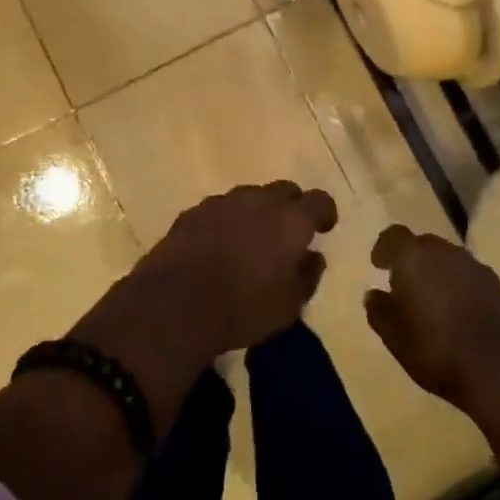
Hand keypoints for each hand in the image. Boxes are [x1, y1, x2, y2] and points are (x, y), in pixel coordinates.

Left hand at [88, 182, 338, 366]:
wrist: (176, 305)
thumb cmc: (244, 309)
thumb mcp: (289, 306)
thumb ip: (307, 276)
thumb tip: (313, 257)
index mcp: (291, 220)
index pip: (319, 201)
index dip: (324, 213)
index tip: (324, 228)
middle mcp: (259, 200)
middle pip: (283, 190)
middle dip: (290, 207)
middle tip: (287, 234)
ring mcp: (222, 202)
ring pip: (248, 197)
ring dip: (255, 213)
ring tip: (250, 241)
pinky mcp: (192, 213)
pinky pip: (218, 210)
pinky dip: (225, 222)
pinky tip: (218, 247)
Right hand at [365, 226, 499, 413]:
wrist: (499, 370)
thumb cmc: (435, 349)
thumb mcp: (394, 337)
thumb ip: (379, 311)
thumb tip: (374, 295)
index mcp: (414, 257)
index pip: (393, 236)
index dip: (384, 249)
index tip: (379, 266)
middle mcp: (445, 252)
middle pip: (423, 245)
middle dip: (412, 261)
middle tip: (404, 286)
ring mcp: (476, 267)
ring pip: (449, 260)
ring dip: (438, 273)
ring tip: (432, 301)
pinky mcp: (499, 286)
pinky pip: (470, 278)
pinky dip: (460, 288)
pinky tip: (460, 314)